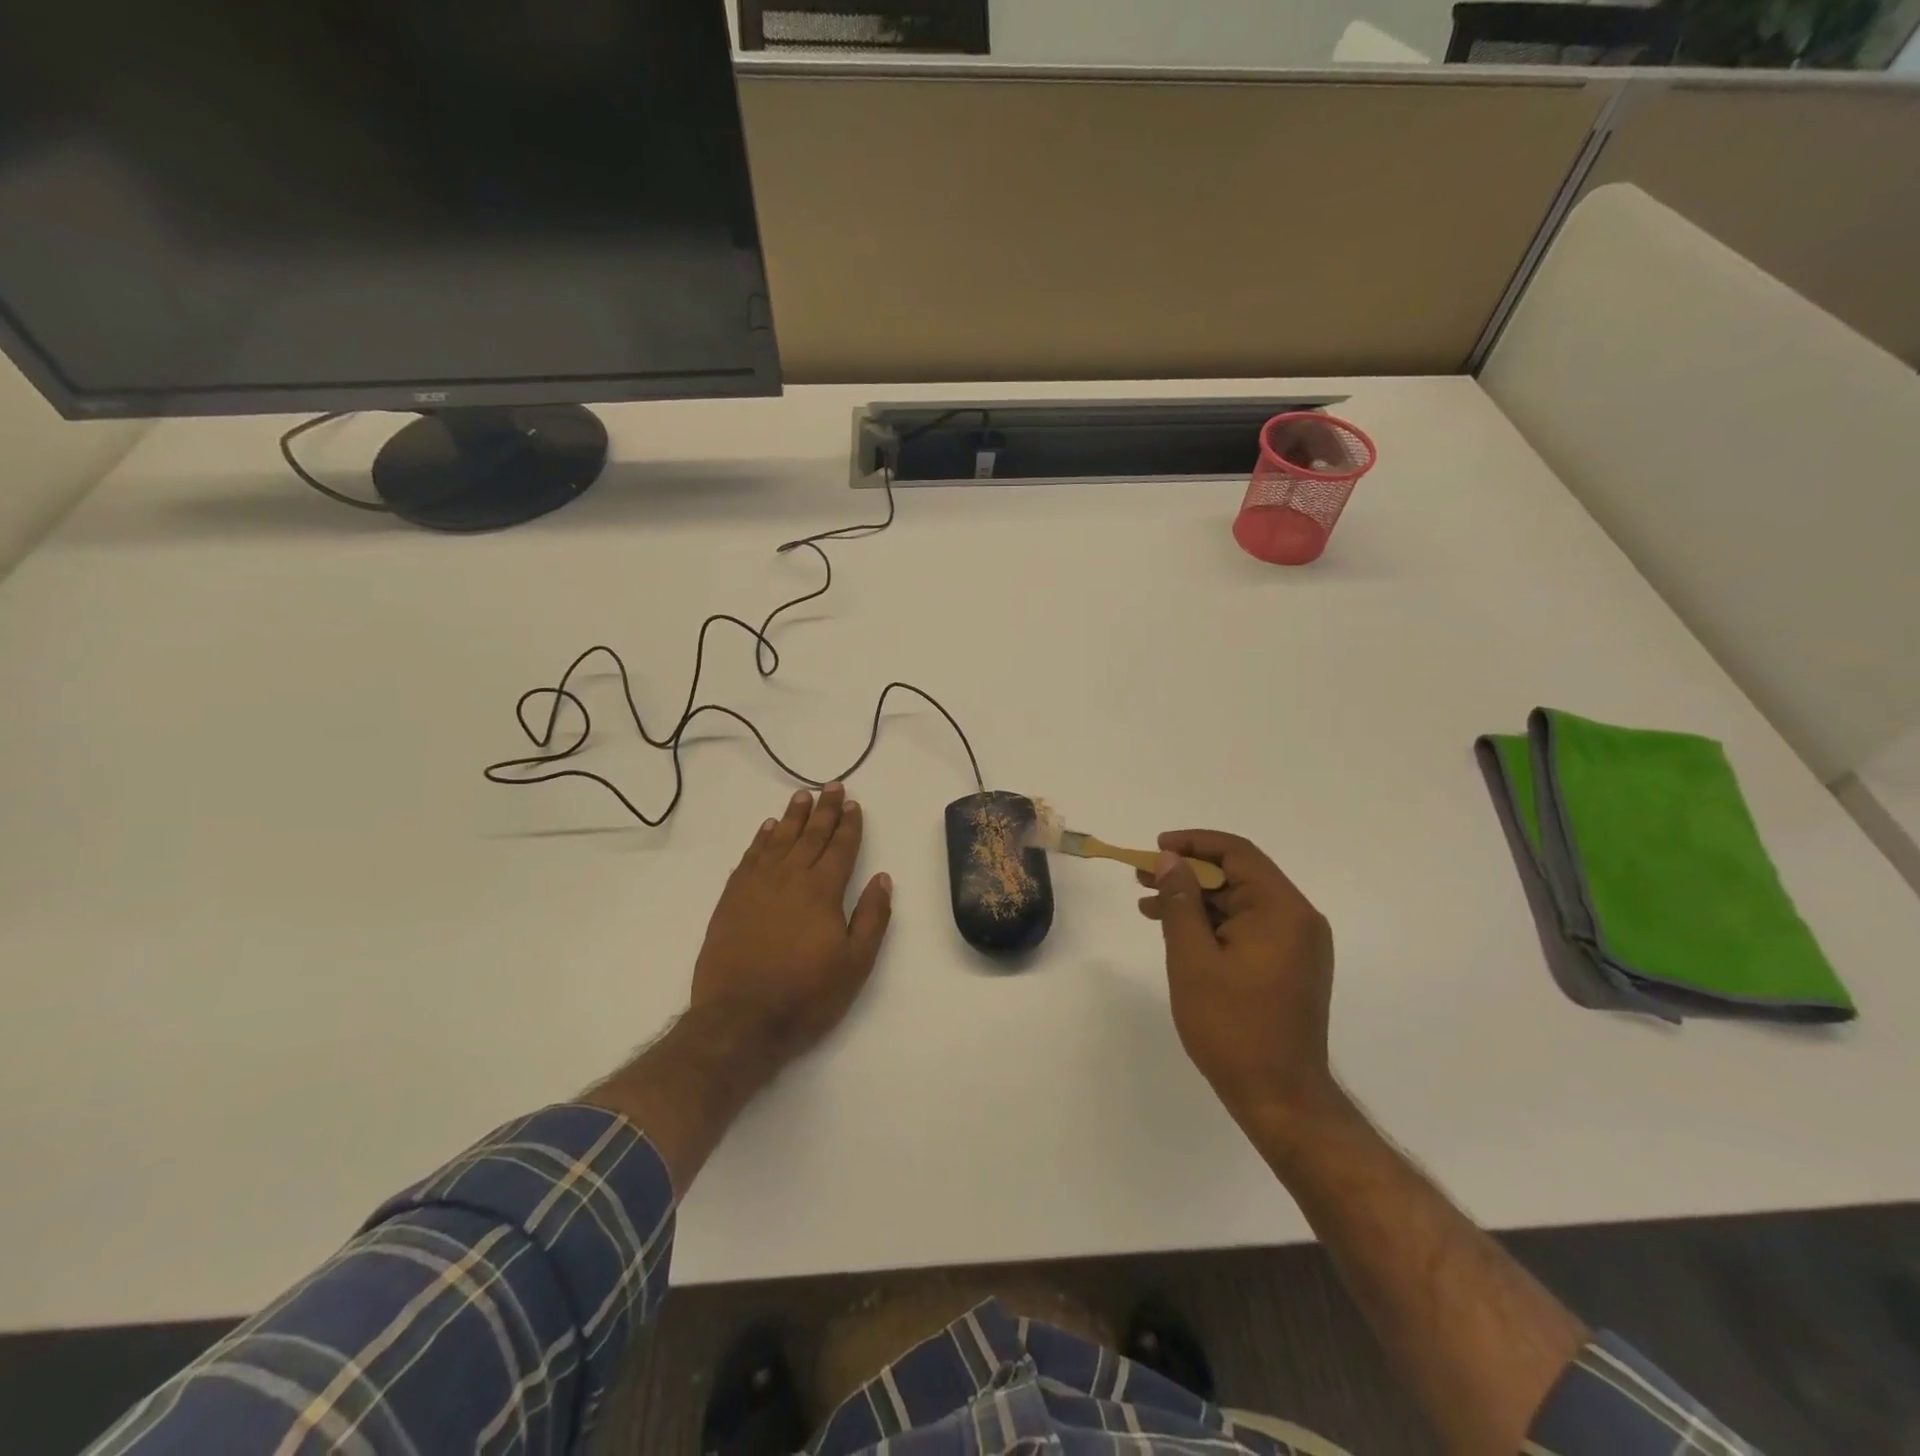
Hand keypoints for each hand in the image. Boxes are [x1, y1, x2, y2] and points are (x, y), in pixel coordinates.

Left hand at [691, 784, 892, 1067]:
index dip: (849, 825)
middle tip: (832, 787)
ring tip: (802, 796)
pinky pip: (750, 857)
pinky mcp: (732, 899)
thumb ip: (872, 917)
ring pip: (779, 840)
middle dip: (824, 810)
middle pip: (811, 835)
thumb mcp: (855, 964)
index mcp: (822, 891)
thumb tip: (882, 878)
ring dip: (793, 817)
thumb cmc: (806, 995)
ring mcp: (757, 886)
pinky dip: (761, 839)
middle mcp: (789, 878)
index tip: (854, 804)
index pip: (840, 848)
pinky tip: (768, 828)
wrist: (739, 1021)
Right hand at [1138, 831, 1339, 1128]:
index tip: (1156, 847)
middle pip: (1239, 876)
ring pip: (1240, 904)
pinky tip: (1178, 933)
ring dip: (1196, 900)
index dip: (1193, 843)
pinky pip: (1248, 928)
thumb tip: (1169, 860)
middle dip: (1188, 873)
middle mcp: (1297, 919)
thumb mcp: (1193, 958)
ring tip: (1148, 905)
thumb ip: (1180, 901)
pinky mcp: (1289, 966)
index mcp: (1282, 909)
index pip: (1237, 854)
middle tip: (1141, 876)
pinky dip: (1212, 924)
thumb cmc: (1232, 1026)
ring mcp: (1297, 945)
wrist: (1280, 1098)